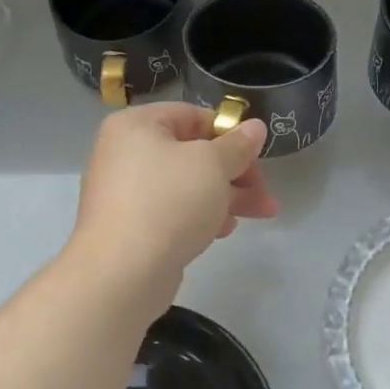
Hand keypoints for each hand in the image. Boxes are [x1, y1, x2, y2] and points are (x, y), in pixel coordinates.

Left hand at [70, 103, 277, 298]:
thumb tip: (255, 127)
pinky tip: (223, 231)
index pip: (192, 116)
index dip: (230, 134)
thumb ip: (238, 145)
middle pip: (192, 153)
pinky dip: (199, 216)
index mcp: (136, 125)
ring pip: (186, 185)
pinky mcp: (130, 227)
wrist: (122, 272)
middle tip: (266, 195)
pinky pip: (172, 211)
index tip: (258, 155)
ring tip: (259, 215)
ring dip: (225, 197)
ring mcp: (125, 192)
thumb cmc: (169, 202)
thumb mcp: (213, 164)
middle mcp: (125, 153)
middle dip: (236, 173)